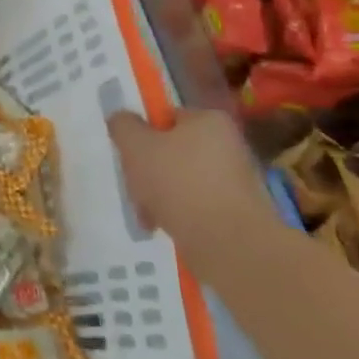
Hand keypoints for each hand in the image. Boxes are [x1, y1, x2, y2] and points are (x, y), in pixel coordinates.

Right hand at [108, 108, 269, 257]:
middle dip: (147, 169)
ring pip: (181, 179)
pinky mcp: (237, 210)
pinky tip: (162, 226)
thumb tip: (121, 118)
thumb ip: (123, 126)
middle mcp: (229, 144)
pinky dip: (177, 212)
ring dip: (158, 194)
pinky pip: (196, 203)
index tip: (128, 154)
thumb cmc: (178, 182)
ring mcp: (236, 178)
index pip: (167, 117)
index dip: (143, 133)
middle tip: (133, 186)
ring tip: (146, 213)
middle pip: (172, 150)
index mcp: (209, 120)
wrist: (228, 242)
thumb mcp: (136, 146)